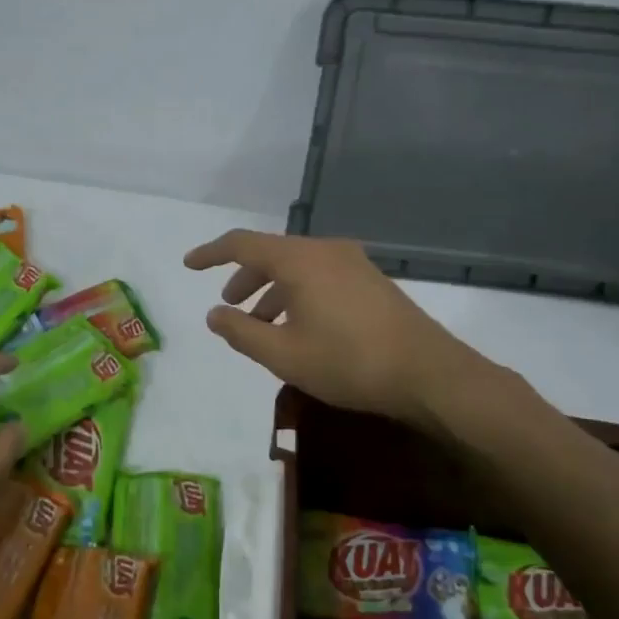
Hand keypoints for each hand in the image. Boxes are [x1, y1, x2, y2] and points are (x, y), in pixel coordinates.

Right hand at [184, 230, 531, 438]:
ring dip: (272, 292)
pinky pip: (320, 278)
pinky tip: (299, 328)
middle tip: (229, 307)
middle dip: (244, 279)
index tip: (189, 265)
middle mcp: (325, 251)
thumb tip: (214, 314)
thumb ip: (241, 332)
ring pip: (297, 268)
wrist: (430, 374)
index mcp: (299, 260)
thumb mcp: (283, 355)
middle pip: (272, 255)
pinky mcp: (371, 282)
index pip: (243, 244)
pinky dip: (298, 295)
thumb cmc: (348, 362)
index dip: (211, 253)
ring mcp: (353, 264)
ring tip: (261, 327)